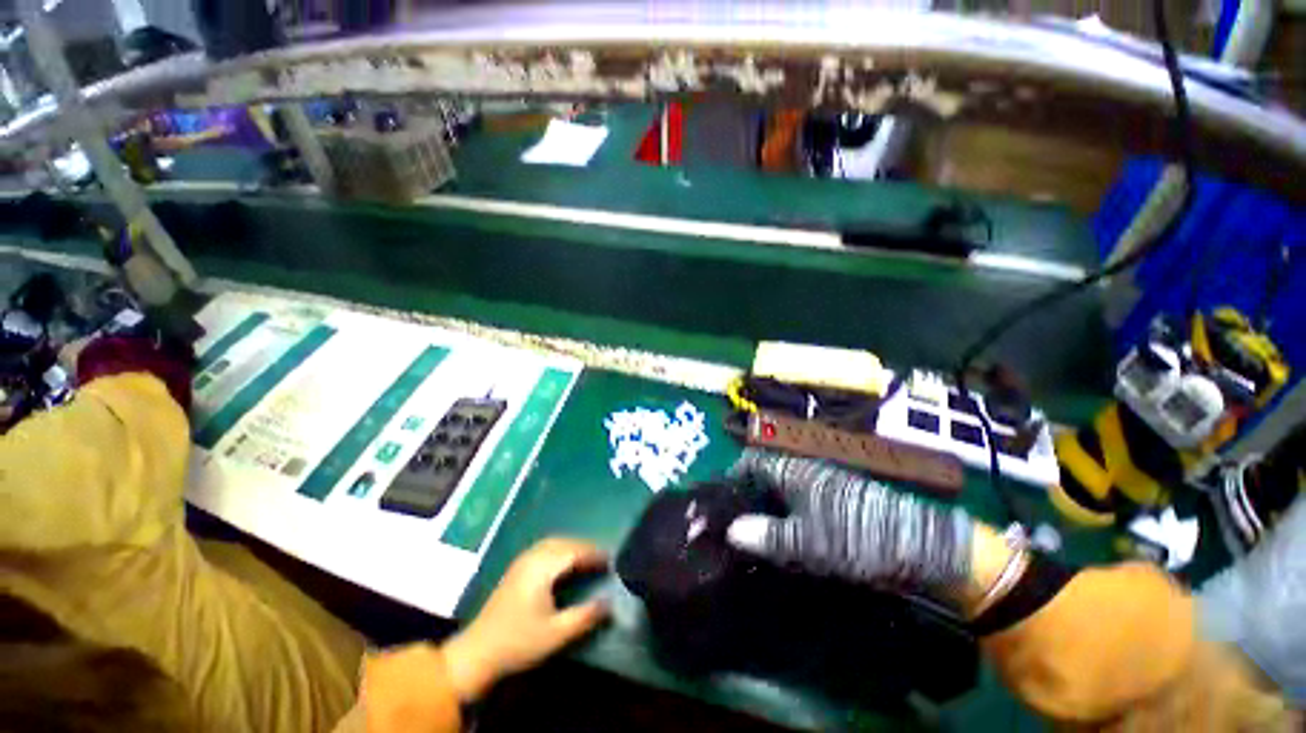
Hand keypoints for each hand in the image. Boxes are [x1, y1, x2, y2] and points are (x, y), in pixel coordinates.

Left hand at [443, 537, 609, 702]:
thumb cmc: (518, 642)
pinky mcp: (516, 568)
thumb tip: (609, 604)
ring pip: (553, 542)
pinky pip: (544, 547)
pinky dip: (559, 548)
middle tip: (601, 558)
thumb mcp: (556, 633)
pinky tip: (563, 561)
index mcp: (542, 568)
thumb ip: (584, 617)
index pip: (574, 551)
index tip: (610, 560)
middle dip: (584, 547)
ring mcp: (522, 561)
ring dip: (571, 546)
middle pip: (564, 542)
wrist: (477, 652)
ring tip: (586, 557)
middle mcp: (532, 558)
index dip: (593, 553)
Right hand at [725, 449, 973, 593]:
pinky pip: (799, 500)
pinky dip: (785, 513)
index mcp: (793, 470)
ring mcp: (822, 484)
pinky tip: (785, 534)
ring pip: (781, 488)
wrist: (918, 545)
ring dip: (766, 505)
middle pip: (764, 474)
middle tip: (735, 521)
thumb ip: (767, 536)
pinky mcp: (836, 500)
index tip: (722, 498)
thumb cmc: (855, 537)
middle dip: (747, 494)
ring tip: (755, 531)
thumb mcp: (807, 542)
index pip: (752, 461)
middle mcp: (804, 470)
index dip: (733, 475)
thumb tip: (730, 531)